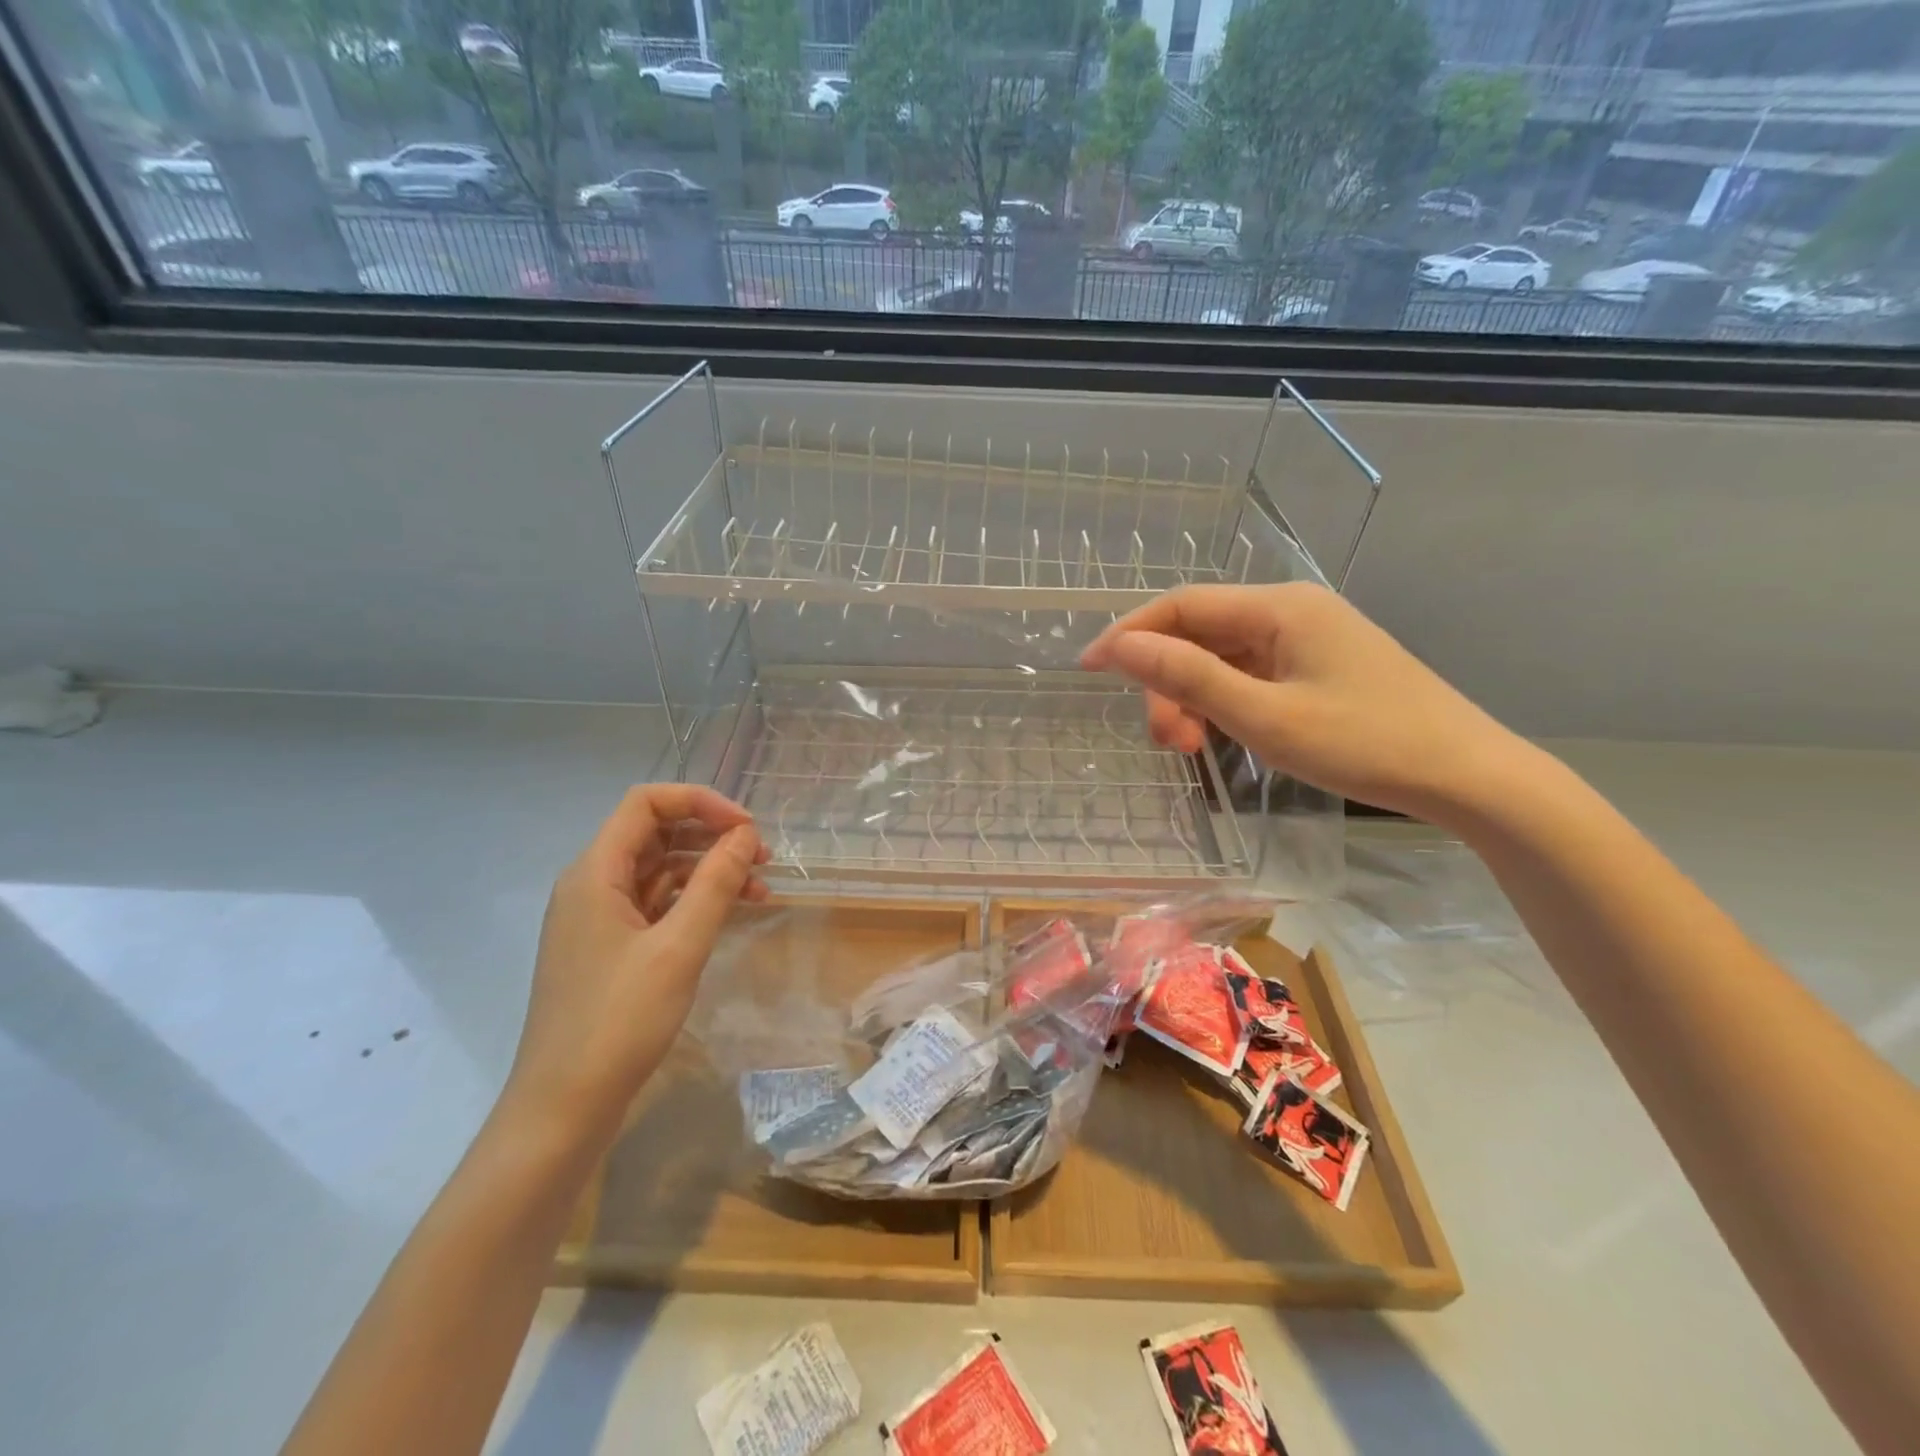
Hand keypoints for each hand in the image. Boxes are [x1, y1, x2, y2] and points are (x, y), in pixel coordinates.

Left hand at [503, 785, 769, 1138]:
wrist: (563, 1108)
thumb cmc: (617, 1021)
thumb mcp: (678, 947)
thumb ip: (715, 884)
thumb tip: (746, 835)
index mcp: (595, 872)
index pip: (646, 803)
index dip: (700, 802)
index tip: (747, 828)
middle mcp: (592, 885)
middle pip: (656, 833)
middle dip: (712, 837)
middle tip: (763, 858)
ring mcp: (599, 918)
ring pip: (661, 871)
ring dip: (709, 871)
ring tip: (759, 890)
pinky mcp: (610, 948)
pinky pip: (657, 905)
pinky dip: (695, 902)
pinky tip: (731, 915)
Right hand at [1080, 583, 1523, 825]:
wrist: (1469, 776)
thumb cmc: (1365, 744)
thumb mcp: (1264, 715)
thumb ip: (1187, 676)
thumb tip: (1119, 646)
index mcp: (1280, 607)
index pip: (1181, 605)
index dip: (1129, 634)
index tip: (1089, 670)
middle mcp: (1291, 610)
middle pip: (1200, 633)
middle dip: (1167, 683)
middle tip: (1165, 743)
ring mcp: (1307, 639)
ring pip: (1222, 657)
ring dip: (1193, 698)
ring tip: (1191, 749)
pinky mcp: (1319, 667)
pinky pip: (1250, 674)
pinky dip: (1223, 703)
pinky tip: (1221, 735)